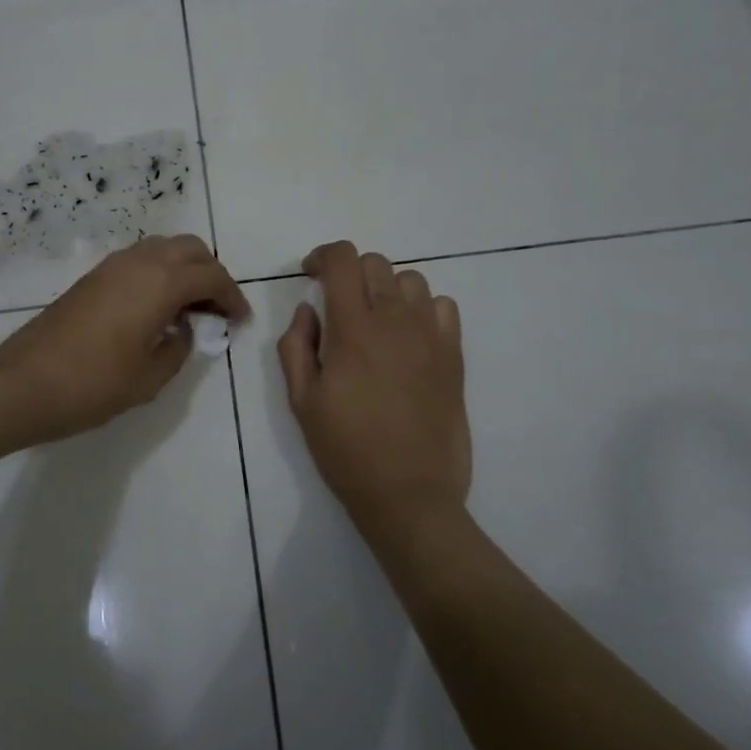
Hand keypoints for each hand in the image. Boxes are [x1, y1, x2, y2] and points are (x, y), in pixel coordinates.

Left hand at [0, 235, 249, 443]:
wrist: (23, 384)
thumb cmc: (93, 385)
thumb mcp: (149, 377)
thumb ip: (178, 348)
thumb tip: (183, 330)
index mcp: (159, 283)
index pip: (211, 276)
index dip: (232, 297)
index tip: (240, 321)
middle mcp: (137, 262)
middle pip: (189, 249)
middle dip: (211, 274)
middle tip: (216, 309)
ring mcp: (110, 266)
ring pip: (162, 249)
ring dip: (183, 270)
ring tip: (189, 309)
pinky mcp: (91, 278)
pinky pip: (138, 261)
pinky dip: (158, 274)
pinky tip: (156, 309)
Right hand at [278, 242, 471, 554]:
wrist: (409, 493)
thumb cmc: (346, 449)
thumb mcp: (301, 400)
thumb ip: (296, 345)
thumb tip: (308, 309)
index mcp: (353, 330)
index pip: (343, 260)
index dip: (323, 256)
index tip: (311, 273)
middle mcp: (396, 322)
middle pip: (376, 263)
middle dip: (350, 272)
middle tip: (337, 303)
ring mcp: (431, 337)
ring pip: (411, 280)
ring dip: (386, 288)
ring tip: (375, 318)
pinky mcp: (454, 356)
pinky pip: (443, 306)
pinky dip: (422, 308)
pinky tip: (408, 335)